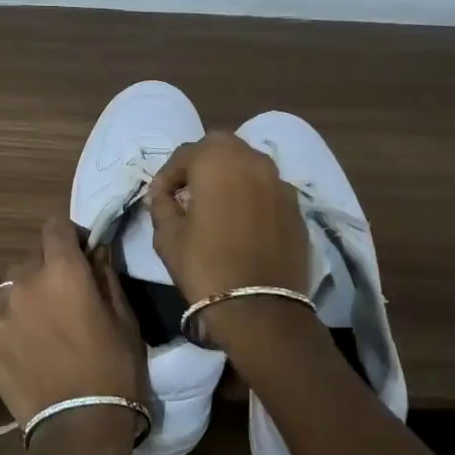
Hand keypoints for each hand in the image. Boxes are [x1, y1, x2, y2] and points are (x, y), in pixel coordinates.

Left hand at [0, 217, 144, 454]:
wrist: (79, 427)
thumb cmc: (113, 370)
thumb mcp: (124, 318)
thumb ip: (105, 276)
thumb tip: (95, 249)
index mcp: (63, 271)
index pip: (55, 226)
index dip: (69, 234)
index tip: (81, 252)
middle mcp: (25, 281)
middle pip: (32, 255)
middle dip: (48, 265)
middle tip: (64, 293)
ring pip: (9, 283)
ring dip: (24, 291)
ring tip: (38, 319)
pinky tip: (8, 329)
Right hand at [147, 132, 309, 304]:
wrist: (260, 309)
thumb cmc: (205, 266)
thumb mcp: (167, 237)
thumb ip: (161, 206)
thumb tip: (161, 195)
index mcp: (216, 161)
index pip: (184, 154)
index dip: (166, 176)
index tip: (158, 198)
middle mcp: (252, 161)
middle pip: (221, 146)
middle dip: (201, 162)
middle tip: (188, 190)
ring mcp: (279, 182)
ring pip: (249, 162)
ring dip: (229, 173)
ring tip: (216, 201)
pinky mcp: (296, 206)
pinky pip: (268, 186)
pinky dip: (252, 192)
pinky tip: (243, 218)